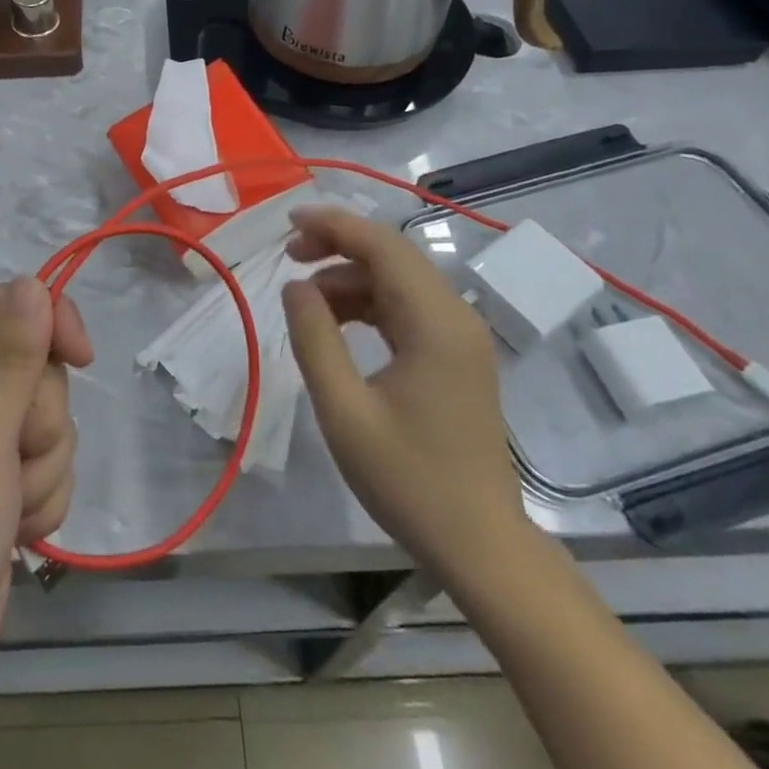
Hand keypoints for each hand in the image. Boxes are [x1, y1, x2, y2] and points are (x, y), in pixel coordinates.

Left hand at [0, 279, 91, 768]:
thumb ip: (12, 358)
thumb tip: (32, 281)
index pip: (8, 308)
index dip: (50, 322)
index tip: (82, 357)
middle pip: (37, 367)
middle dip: (42, 418)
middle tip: (11, 459)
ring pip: (51, 420)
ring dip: (44, 466)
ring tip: (8, 507)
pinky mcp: (1, 486)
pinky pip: (50, 465)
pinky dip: (43, 498)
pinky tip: (16, 532)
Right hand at [281, 207, 525, 580]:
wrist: (481, 545)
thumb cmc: (409, 480)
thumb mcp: (344, 411)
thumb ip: (315, 339)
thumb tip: (295, 287)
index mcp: (434, 322)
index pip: (382, 245)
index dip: (334, 224)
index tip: (288, 223)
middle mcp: (454, 316)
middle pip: (392, 253)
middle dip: (338, 244)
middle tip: (290, 256)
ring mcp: (459, 335)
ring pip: (398, 277)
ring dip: (351, 275)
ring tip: (305, 297)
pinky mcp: (456, 354)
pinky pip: (407, 305)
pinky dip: (368, 301)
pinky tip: (338, 321)